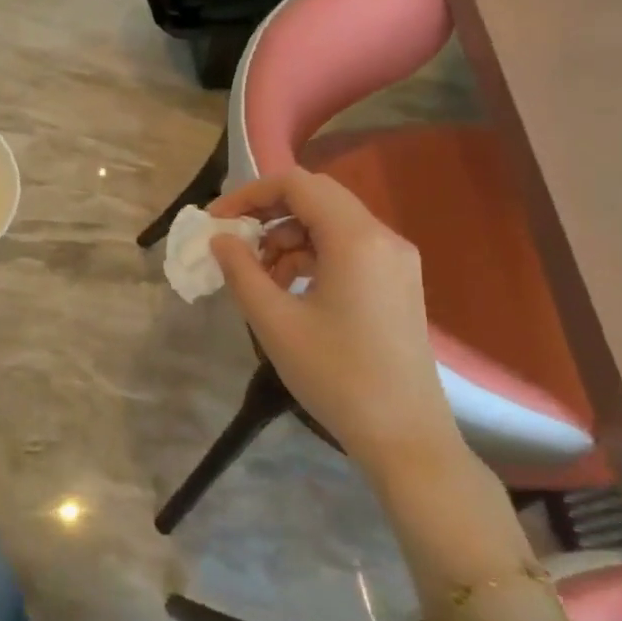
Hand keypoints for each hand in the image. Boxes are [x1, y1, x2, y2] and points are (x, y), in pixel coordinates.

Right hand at [209, 167, 461, 478]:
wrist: (405, 436)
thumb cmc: (335, 375)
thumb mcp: (274, 322)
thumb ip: (240, 271)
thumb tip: (220, 239)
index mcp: (356, 239)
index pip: (296, 184)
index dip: (249, 194)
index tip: (216, 221)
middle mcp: (382, 237)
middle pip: (315, 197)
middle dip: (267, 213)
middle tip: (233, 242)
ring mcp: (395, 260)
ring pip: (330, 223)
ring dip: (287, 237)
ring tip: (259, 277)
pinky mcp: (397, 282)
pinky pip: (346, 248)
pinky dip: (311, 255)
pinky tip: (288, 289)